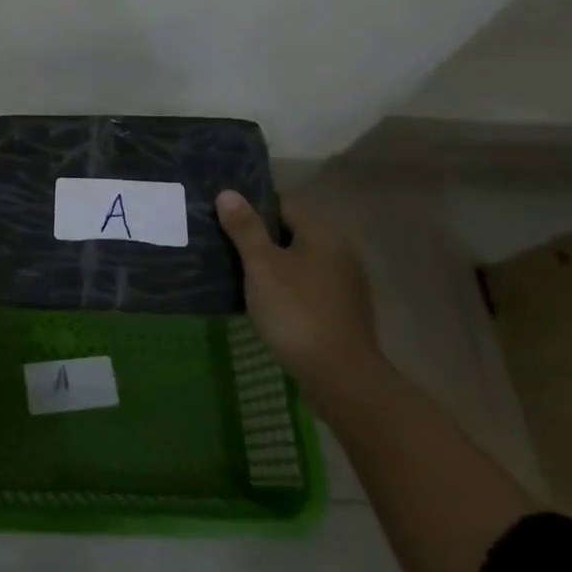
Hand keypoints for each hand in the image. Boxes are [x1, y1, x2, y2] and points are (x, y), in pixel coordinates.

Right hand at [215, 189, 380, 398]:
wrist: (341, 378)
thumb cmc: (296, 312)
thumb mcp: (262, 266)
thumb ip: (245, 228)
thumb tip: (228, 193)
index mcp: (322, 233)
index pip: (283, 204)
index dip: (253, 209)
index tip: (225, 220)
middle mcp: (340, 250)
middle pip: (293, 232)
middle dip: (261, 238)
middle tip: (227, 247)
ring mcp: (346, 283)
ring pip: (301, 260)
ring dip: (275, 264)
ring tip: (241, 275)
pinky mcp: (345, 310)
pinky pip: (309, 285)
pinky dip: (289, 287)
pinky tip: (268, 302)